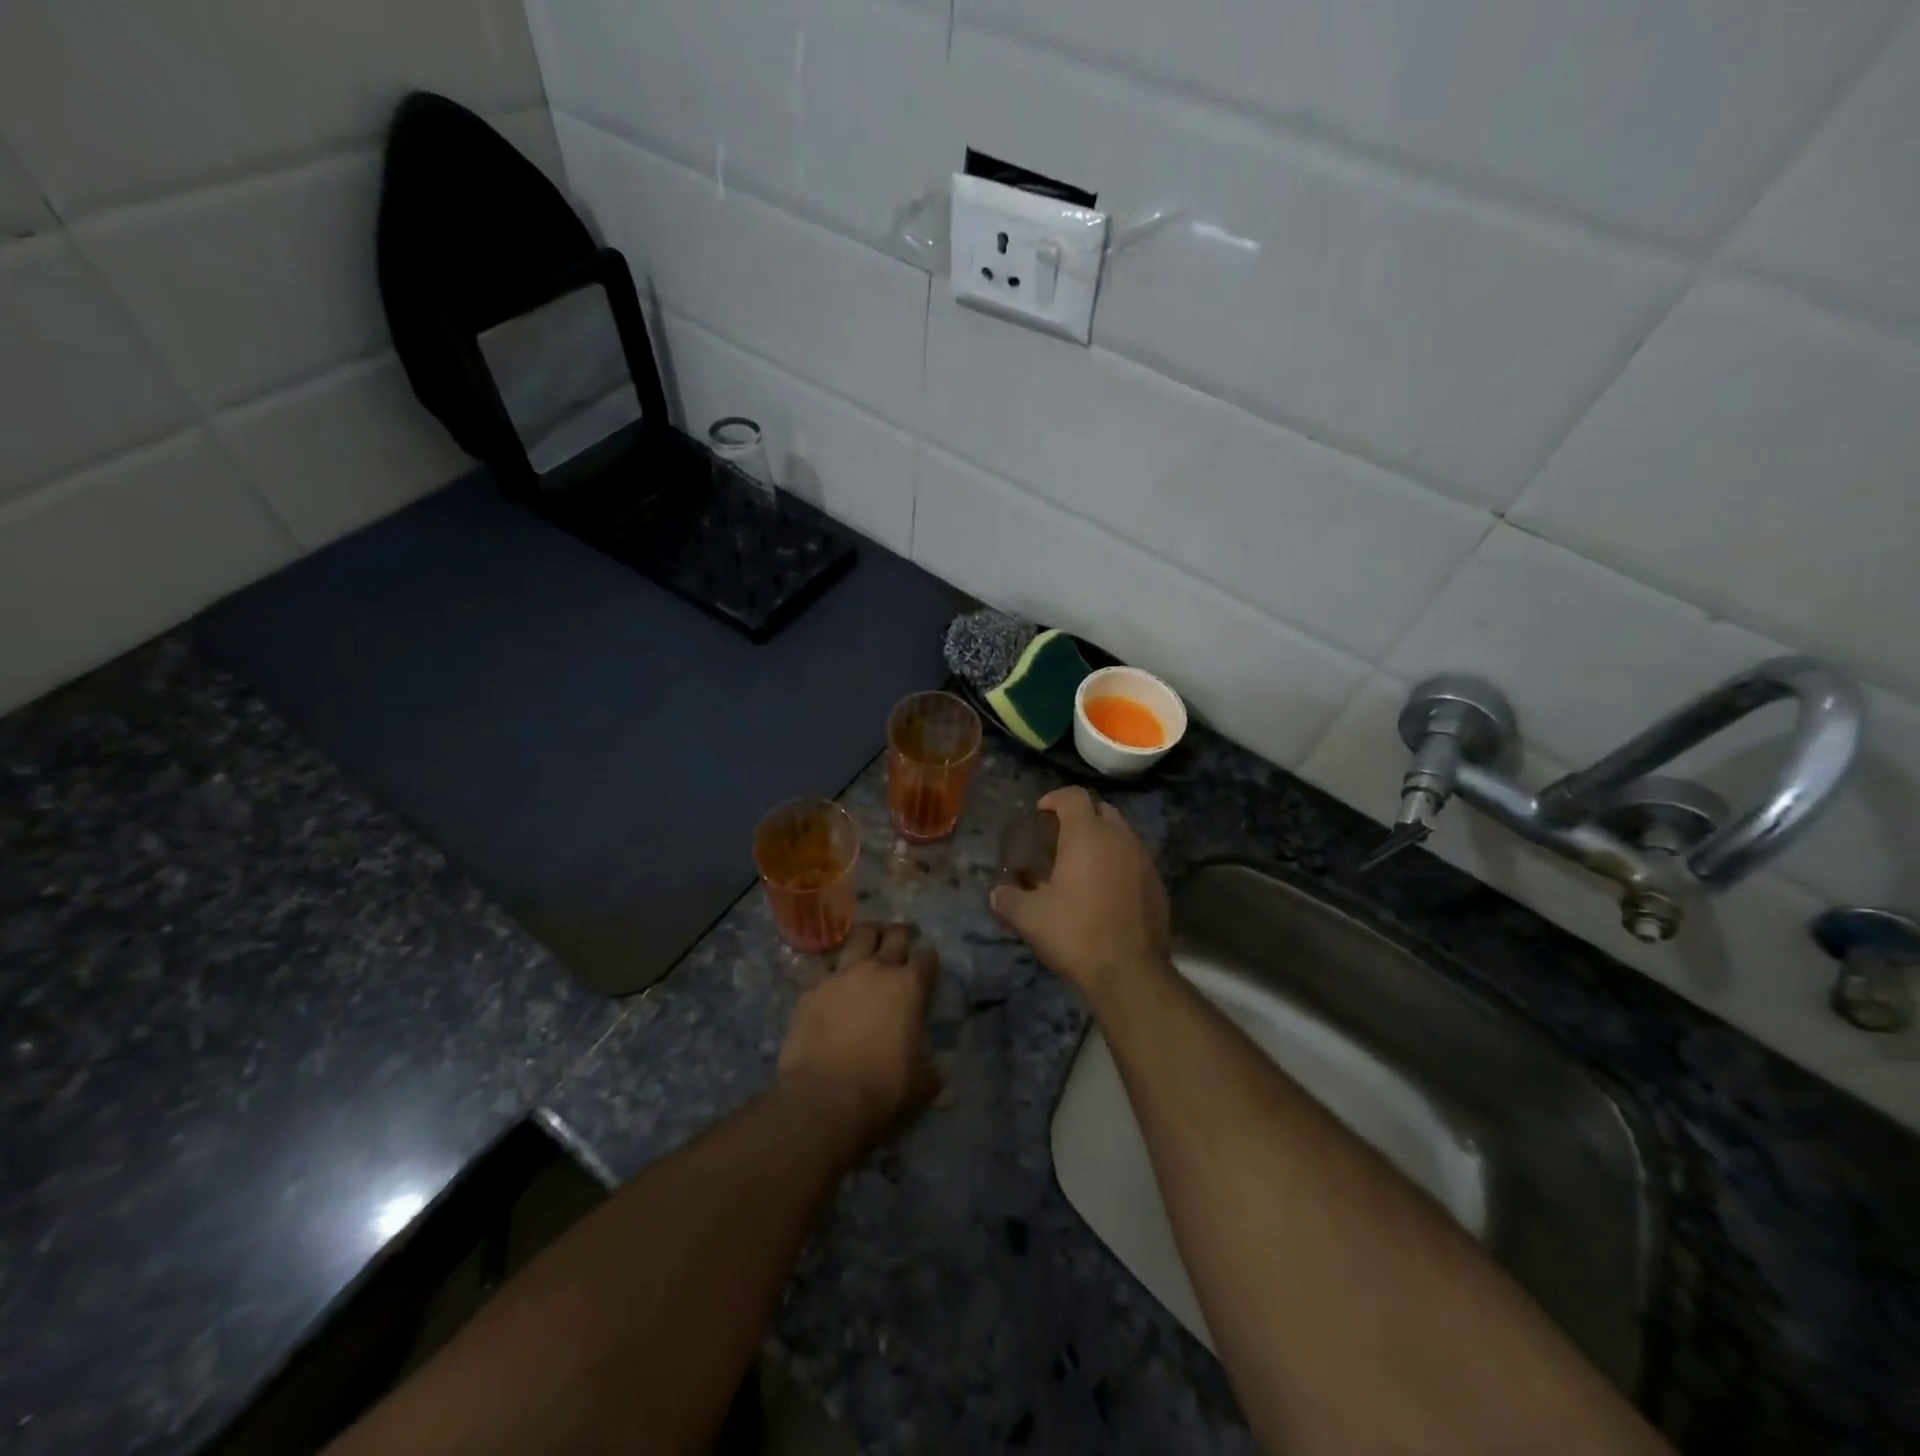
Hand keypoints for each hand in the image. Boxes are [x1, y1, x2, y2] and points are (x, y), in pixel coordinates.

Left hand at [778, 922, 939, 1145]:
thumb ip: (932, 1074)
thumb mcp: (921, 1084)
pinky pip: (827, 973)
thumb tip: (942, 1083)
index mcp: (909, 986)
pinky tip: (835, 989)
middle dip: (901, 934)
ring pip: (858, 938)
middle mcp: (876, 970)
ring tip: (869, 941)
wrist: (824, 1096)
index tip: (927, 964)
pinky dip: (835, 976)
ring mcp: (840, 976)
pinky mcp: (811, 990)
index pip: (926, 957)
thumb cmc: (882, 1086)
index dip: (928, 959)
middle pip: (893, 934)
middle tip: (901, 939)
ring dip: (868, 937)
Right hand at [989, 787, 1170, 1004]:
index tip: (1041, 812)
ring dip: (1102, 841)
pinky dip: (1118, 864)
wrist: (1130, 972)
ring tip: (1081, 865)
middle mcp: (1120, 838)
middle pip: (1101, 810)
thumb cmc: (1075, 932)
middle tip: (1059, 838)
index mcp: (1088, 834)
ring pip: (1122, 834)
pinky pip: (1135, 860)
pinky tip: (1104, 890)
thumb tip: (996, 894)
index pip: (1074, 796)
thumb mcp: (1030, 917)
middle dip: (1081, 817)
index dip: (1055, 798)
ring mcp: (1144, 860)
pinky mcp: (1158, 885)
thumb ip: (1009, 899)